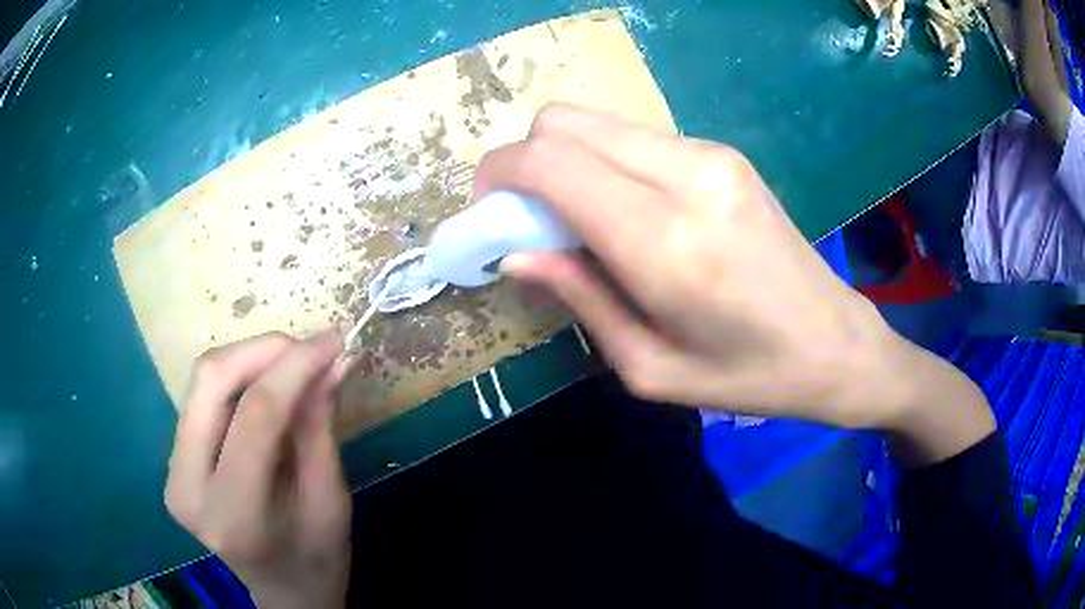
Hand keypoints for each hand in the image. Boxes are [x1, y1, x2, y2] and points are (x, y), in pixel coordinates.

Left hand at [165, 332, 350, 608]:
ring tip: (294, 365)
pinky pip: (202, 397)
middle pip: (211, 382)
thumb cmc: (316, 560)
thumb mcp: (331, 502)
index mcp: (233, 515)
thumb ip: (320, 428)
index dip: (295, 368)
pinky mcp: (174, 460)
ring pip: (202, 382)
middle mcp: (187, 486)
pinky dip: (239, 378)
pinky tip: (269, 385)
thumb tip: (331, 361)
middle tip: (310, 348)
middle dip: (264, 351)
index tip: (333, 341)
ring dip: (251, 359)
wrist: (283, 592)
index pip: (255, 417)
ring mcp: (173, 471)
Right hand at [475, 105, 925, 430]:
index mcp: (666, 242)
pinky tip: (623, 211)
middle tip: (525, 217)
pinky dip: (604, 163)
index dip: (499, 175)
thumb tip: (515, 254)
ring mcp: (711, 155)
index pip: (550, 162)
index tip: (486, 212)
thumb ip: (580, 299)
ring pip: (597, 123)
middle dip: (523, 160)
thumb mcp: (651, 368)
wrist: (836, 343)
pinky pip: (634, 138)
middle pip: (564, 122)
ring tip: (575, 220)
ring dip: (564, 161)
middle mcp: (687, 177)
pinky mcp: (724, 153)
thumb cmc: (749, 376)